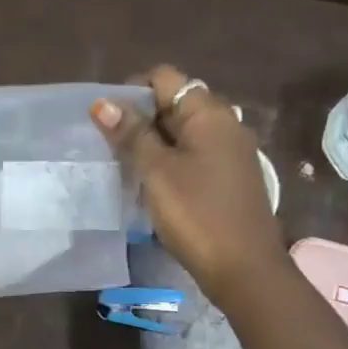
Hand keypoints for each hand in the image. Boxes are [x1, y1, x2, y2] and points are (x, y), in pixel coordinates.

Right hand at [91, 64, 283, 306]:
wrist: (244, 269)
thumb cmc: (197, 215)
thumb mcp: (157, 172)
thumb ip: (131, 135)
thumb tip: (103, 103)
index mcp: (209, 113)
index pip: (164, 78)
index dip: (131, 91)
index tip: (107, 121)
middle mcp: (225, 124)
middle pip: (175, 103)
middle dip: (140, 119)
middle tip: (111, 147)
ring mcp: (231, 153)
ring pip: (184, 133)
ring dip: (154, 144)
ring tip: (126, 167)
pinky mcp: (231, 179)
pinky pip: (195, 156)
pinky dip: (171, 162)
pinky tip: (152, 186)